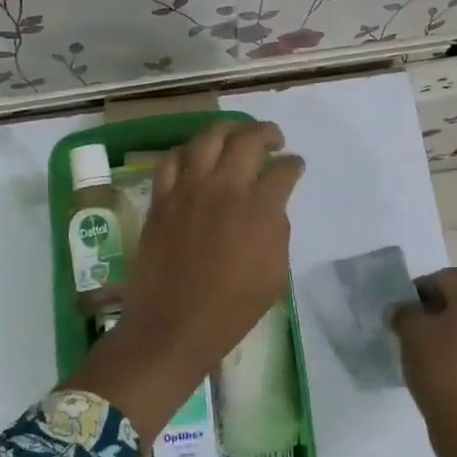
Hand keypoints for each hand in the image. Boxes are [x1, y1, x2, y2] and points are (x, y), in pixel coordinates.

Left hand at [123, 119, 304, 372]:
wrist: (174, 326)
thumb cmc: (232, 308)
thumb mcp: (275, 273)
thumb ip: (277, 230)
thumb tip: (271, 206)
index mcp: (259, 209)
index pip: (283, 170)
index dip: (294, 164)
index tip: (295, 165)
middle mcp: (224, 188)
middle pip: (248, 139)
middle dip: (267, 133)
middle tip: (274, 140)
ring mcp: (188, 190)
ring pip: (208, 137)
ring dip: (228, 129)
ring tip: (236, 135)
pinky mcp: (161, 199)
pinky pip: (171, 159)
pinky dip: (187, 151)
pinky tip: (196, 156)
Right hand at [389, 268, 456, 449]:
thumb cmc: (440, 367)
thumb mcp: (411, 332)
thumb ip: (403, 312)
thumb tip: (401, 310)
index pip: (445, 277)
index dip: (420, 285)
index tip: (402, 305)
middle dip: (435, 304)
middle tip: (412, 321)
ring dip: (447, 325)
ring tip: (423, 345)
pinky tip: (440, 364)